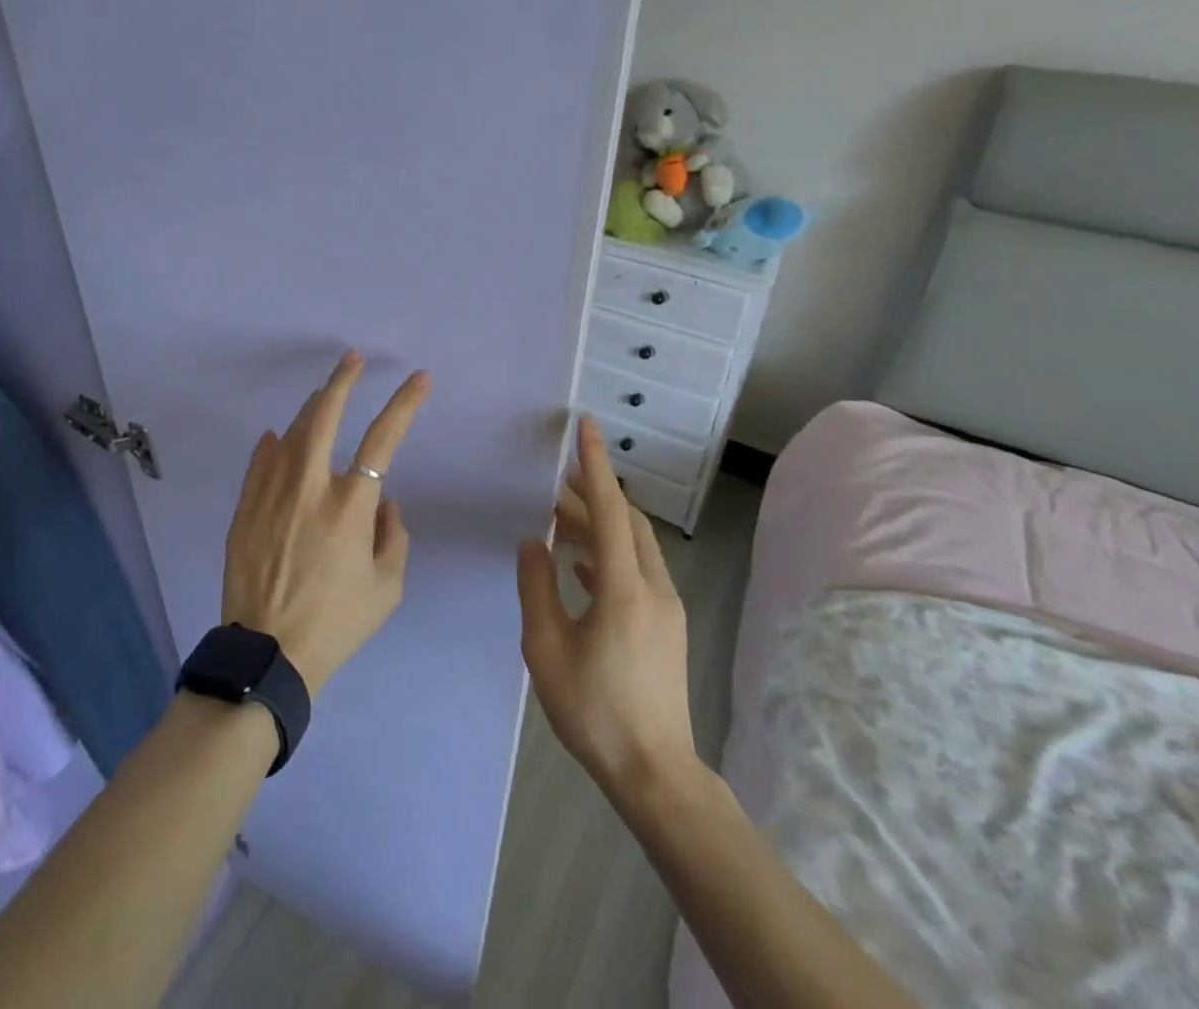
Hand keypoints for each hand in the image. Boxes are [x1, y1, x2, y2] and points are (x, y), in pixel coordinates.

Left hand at [222, 351, 430, 695]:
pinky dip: (272, 445)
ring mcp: (271, 494)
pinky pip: (259, 462)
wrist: (268, 656)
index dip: (404, 403)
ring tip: (322, 394)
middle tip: (352, 359)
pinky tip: (277, 436)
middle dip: (342, 380)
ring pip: (290, 433)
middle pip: (323, 416)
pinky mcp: (245, 508)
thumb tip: (384, 499)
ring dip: (309, 408)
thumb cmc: (336, 624)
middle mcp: (309, 488)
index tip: (419, 378)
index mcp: (351, 506)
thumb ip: (394, 535)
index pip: (384, 439)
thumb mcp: (387, 587)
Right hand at [517, 415, 700, 799]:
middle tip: (556, 479)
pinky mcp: (665, 625)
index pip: (609, 509)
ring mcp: (665, 607)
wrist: (655, 773)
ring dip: (601, 522)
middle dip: (594, 492)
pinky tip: (580, 564)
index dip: (594, 465)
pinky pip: (637, 569)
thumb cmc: (594, 710)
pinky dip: (609, 552)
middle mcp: (652, 587)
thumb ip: (536, 587)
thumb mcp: (546, 649)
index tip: (585, 426)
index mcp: (623, 588)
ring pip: (633, 544)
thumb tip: (533, 542)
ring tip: (560, 516)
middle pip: (626, 521)